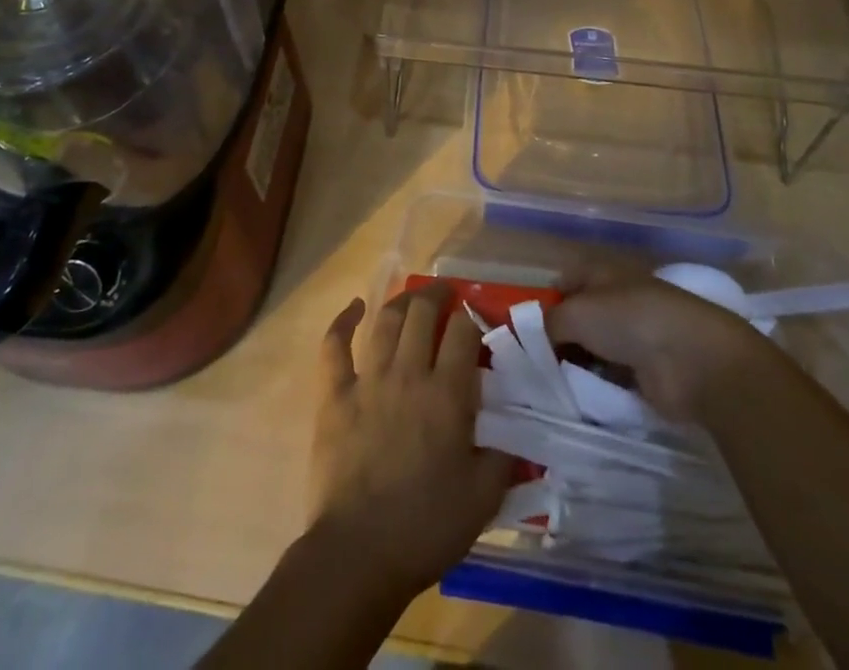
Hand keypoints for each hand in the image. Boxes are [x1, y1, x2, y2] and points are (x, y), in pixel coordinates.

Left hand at [309, 287, 513, 595]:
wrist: (358, 554)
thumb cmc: (426, 527)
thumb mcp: (483, 498)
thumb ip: (503, 454)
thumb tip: (514, 426)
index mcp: (447, 394)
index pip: (462, 331)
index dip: (471, 316)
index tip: (477, 318)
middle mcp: (408, 373)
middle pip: (422, 313)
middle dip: (437, 295)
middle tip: (446, 295)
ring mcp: (367, 380)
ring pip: (385, 322)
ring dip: (401, 303)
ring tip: (412, 299)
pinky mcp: (334, 395)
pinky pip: (334, 346)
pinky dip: (343, 321)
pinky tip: (354, 308)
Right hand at [548, 275, 765, 420]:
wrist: (692, 359)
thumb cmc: (630, 320)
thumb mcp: (576, 313)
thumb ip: (548, 323)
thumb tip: (536, 336)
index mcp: (602, 272)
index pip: (565, 280)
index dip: (545, 300)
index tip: (525, 330)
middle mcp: (617, 299)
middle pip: (577, 317)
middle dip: (557, 339)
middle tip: (532, 366)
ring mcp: (634, 335)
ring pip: (592, 348)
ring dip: (576, 365)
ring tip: (550, 388)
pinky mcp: (646, 371)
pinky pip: (610, 376)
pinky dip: (596, 386)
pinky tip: (578, 400)